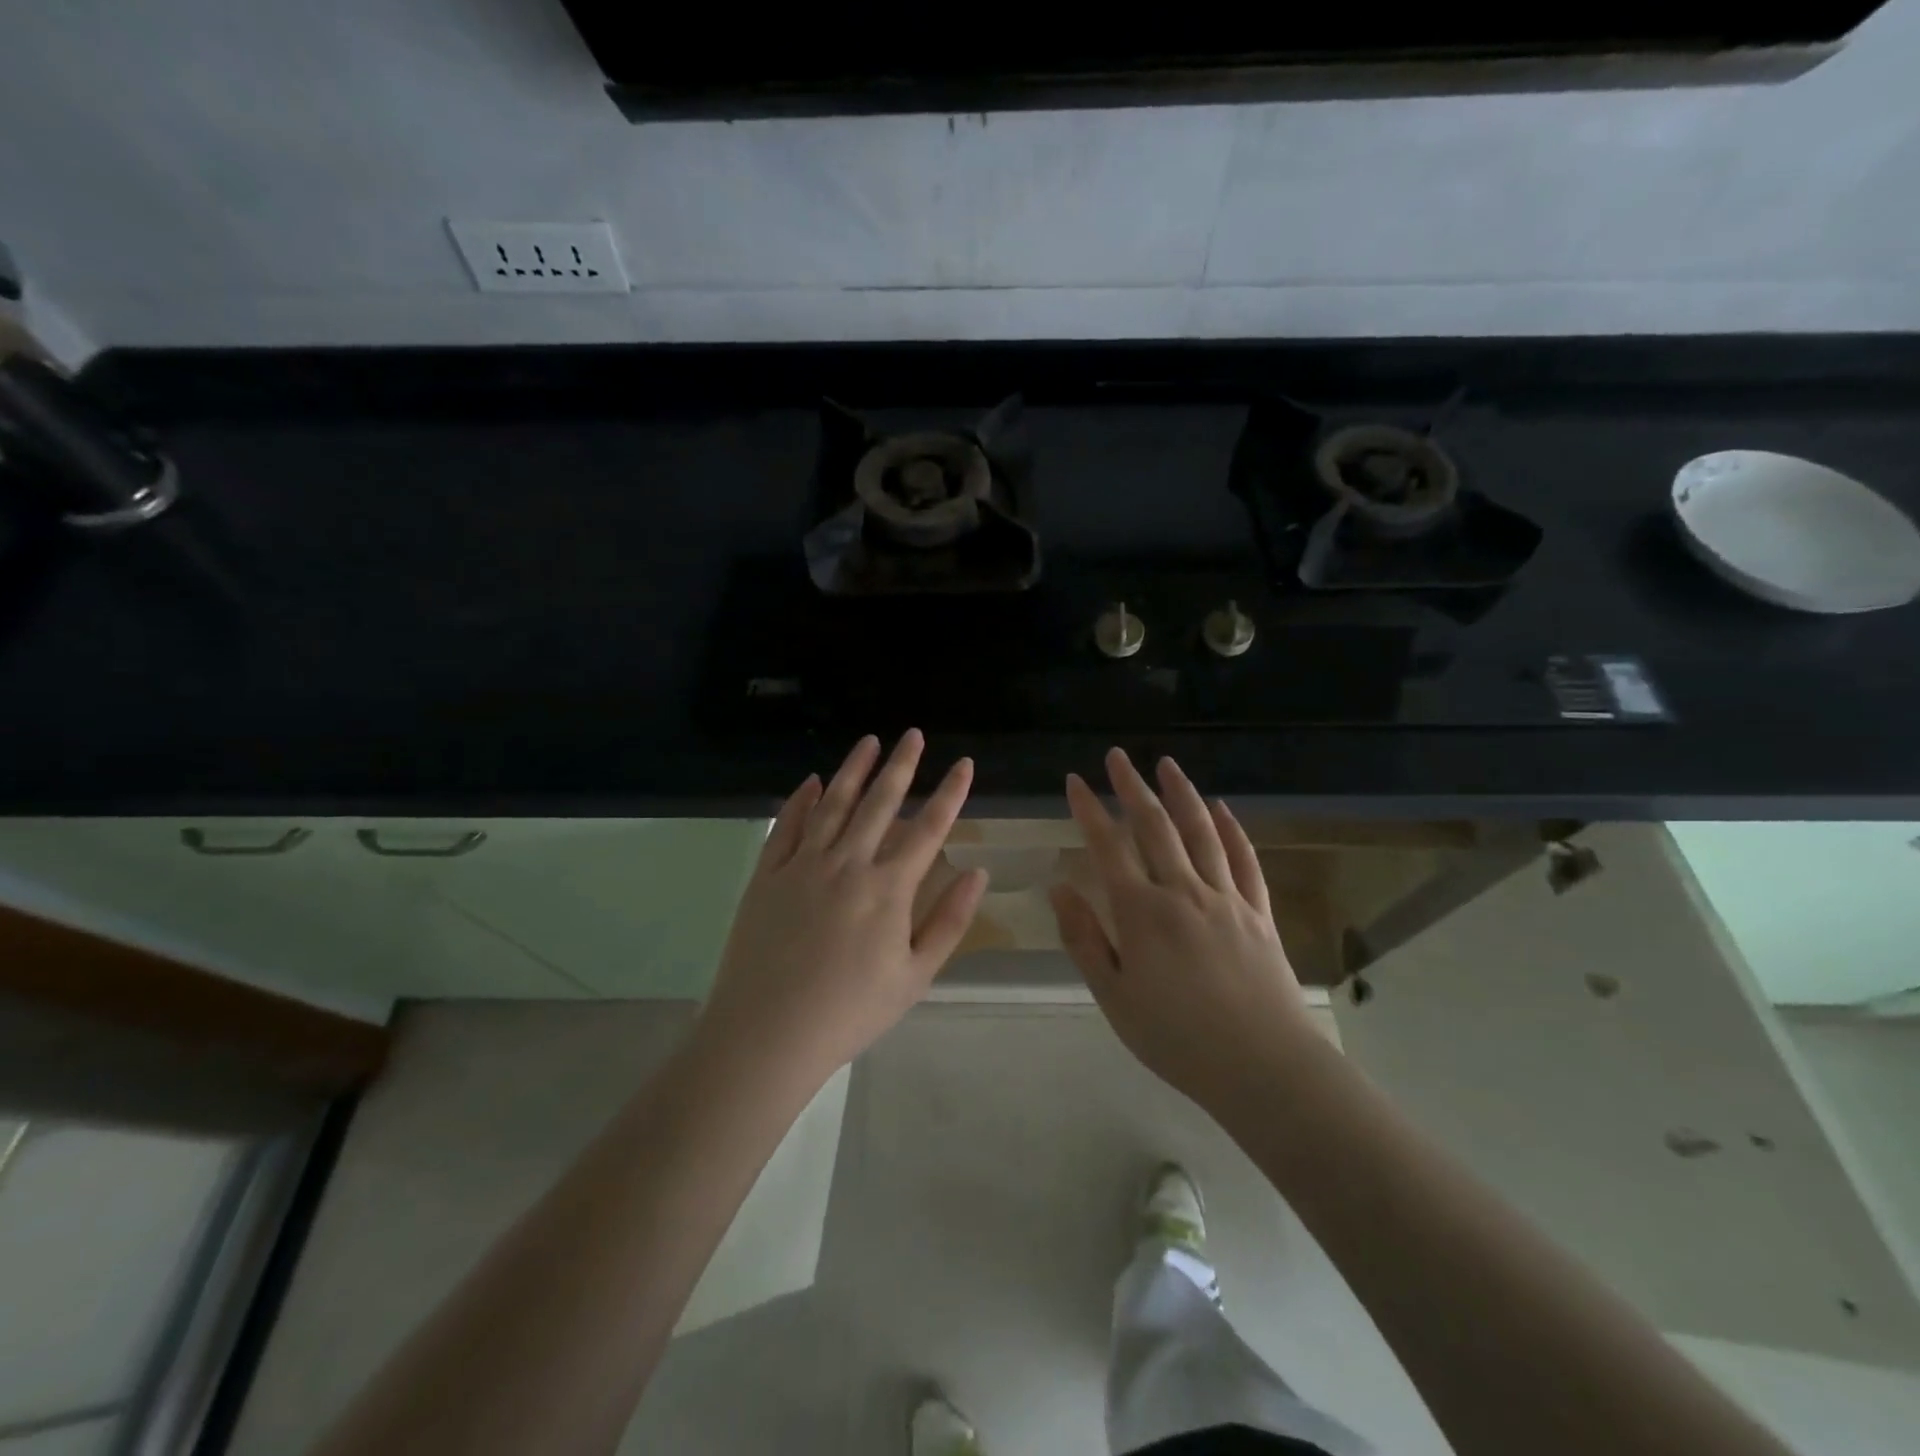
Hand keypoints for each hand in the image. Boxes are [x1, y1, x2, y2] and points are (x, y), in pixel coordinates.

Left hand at [698, 730, 987, 1085]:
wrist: (766, 1033)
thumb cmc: (850, 1011)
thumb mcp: (915, 977)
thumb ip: (950, 921)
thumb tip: (979, 873)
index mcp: (888, 887)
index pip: (928, 827)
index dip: (950, 793)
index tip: (963, 763)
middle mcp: (848, 863)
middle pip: (881, 803)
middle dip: (902, 765)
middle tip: (913, 734)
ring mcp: (803, 864)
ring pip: (833, 803)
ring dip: (854, 770)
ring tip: (869, 741)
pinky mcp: (767, 874)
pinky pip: (787, 826)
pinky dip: (801, 800)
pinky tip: (812, 781)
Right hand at [1050, 748, 1316, 1107]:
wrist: (1263, 1066)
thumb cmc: (1176, 1038)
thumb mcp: (1114, 996)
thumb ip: (1084, 939)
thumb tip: (1059, 888)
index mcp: (1142, 912)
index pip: (1108, 846)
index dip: (1088, 810)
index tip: (1073, 781)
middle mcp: (1183, 891)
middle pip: (1154, 826)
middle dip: (1131, 787)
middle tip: (1116, 756)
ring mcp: (1225, 897)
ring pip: (1200, 831)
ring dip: (1181, 793)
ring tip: (1166, 764)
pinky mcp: (1258, 911)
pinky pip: (1243, 859)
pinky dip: (1232, 829)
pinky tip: (1222, 808)